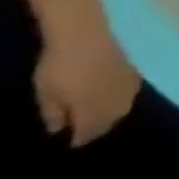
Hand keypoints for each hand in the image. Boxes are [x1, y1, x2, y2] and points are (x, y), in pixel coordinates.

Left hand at [34, 30, 141, 146]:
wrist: (84, 36)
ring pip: (122, 109)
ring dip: (110, 116)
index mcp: (92, 109)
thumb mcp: (45, 92)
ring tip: (98, 115)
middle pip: (109, 122)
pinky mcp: (132, 74)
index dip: (79, 139)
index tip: (69, 142)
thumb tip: (59, 129)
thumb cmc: (59, 67)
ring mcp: (126, 87)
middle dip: (97, 128)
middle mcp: (114, 102)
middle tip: (83, 130)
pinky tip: (113, 97)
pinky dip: (121, 100)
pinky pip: (129, 94)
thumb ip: (53, 113)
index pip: (89, 131)